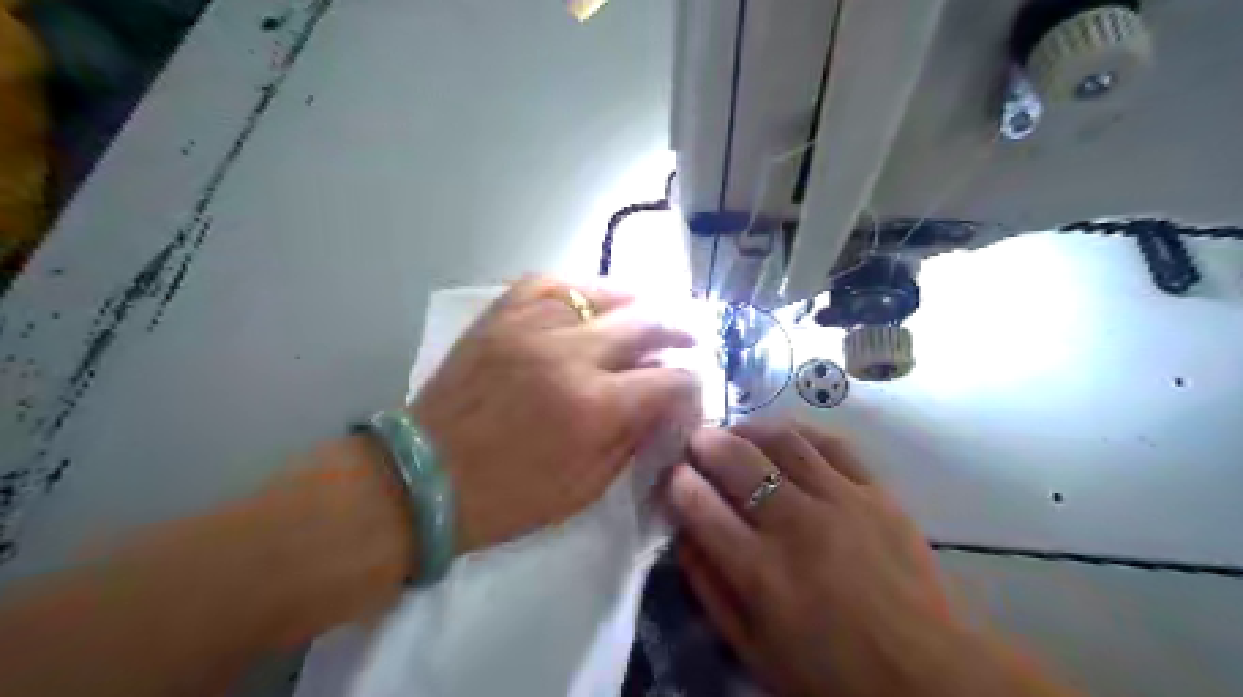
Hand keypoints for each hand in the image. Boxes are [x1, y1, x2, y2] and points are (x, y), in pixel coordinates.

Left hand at [409, 274, 696, 552]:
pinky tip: (592, 301)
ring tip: (647, 315)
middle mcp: (571, 354)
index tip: (690, 390)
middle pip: (648, 321)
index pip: (671, 378)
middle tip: (687, 340)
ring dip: (638, 304)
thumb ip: (634, 438)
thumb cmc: (509, 496)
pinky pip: (552, 282)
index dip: (691, 384)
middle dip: (679, 331)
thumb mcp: (587, 487)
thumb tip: (665, 404)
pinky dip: (581, 289)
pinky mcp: (502, 316)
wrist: (424, 478)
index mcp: (596, 406)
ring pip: (605, 292)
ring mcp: (533, 327)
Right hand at [664, 422, 974, 694]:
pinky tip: (785, 438)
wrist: (928, 676)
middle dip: (705, 441)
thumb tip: (684, 535)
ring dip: (748, 428)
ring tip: (736, 434)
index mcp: (759, 572)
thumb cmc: (831, 672)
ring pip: (781, 440)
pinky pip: (832, 444)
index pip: (699, 505)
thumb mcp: (754, 648)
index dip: (678, 482)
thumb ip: (710, 589)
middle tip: (696, 441)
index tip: (674, 476)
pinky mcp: (876, 492)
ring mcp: (840, 501)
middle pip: (736, 459)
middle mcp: (795, 524)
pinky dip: (800, 433)